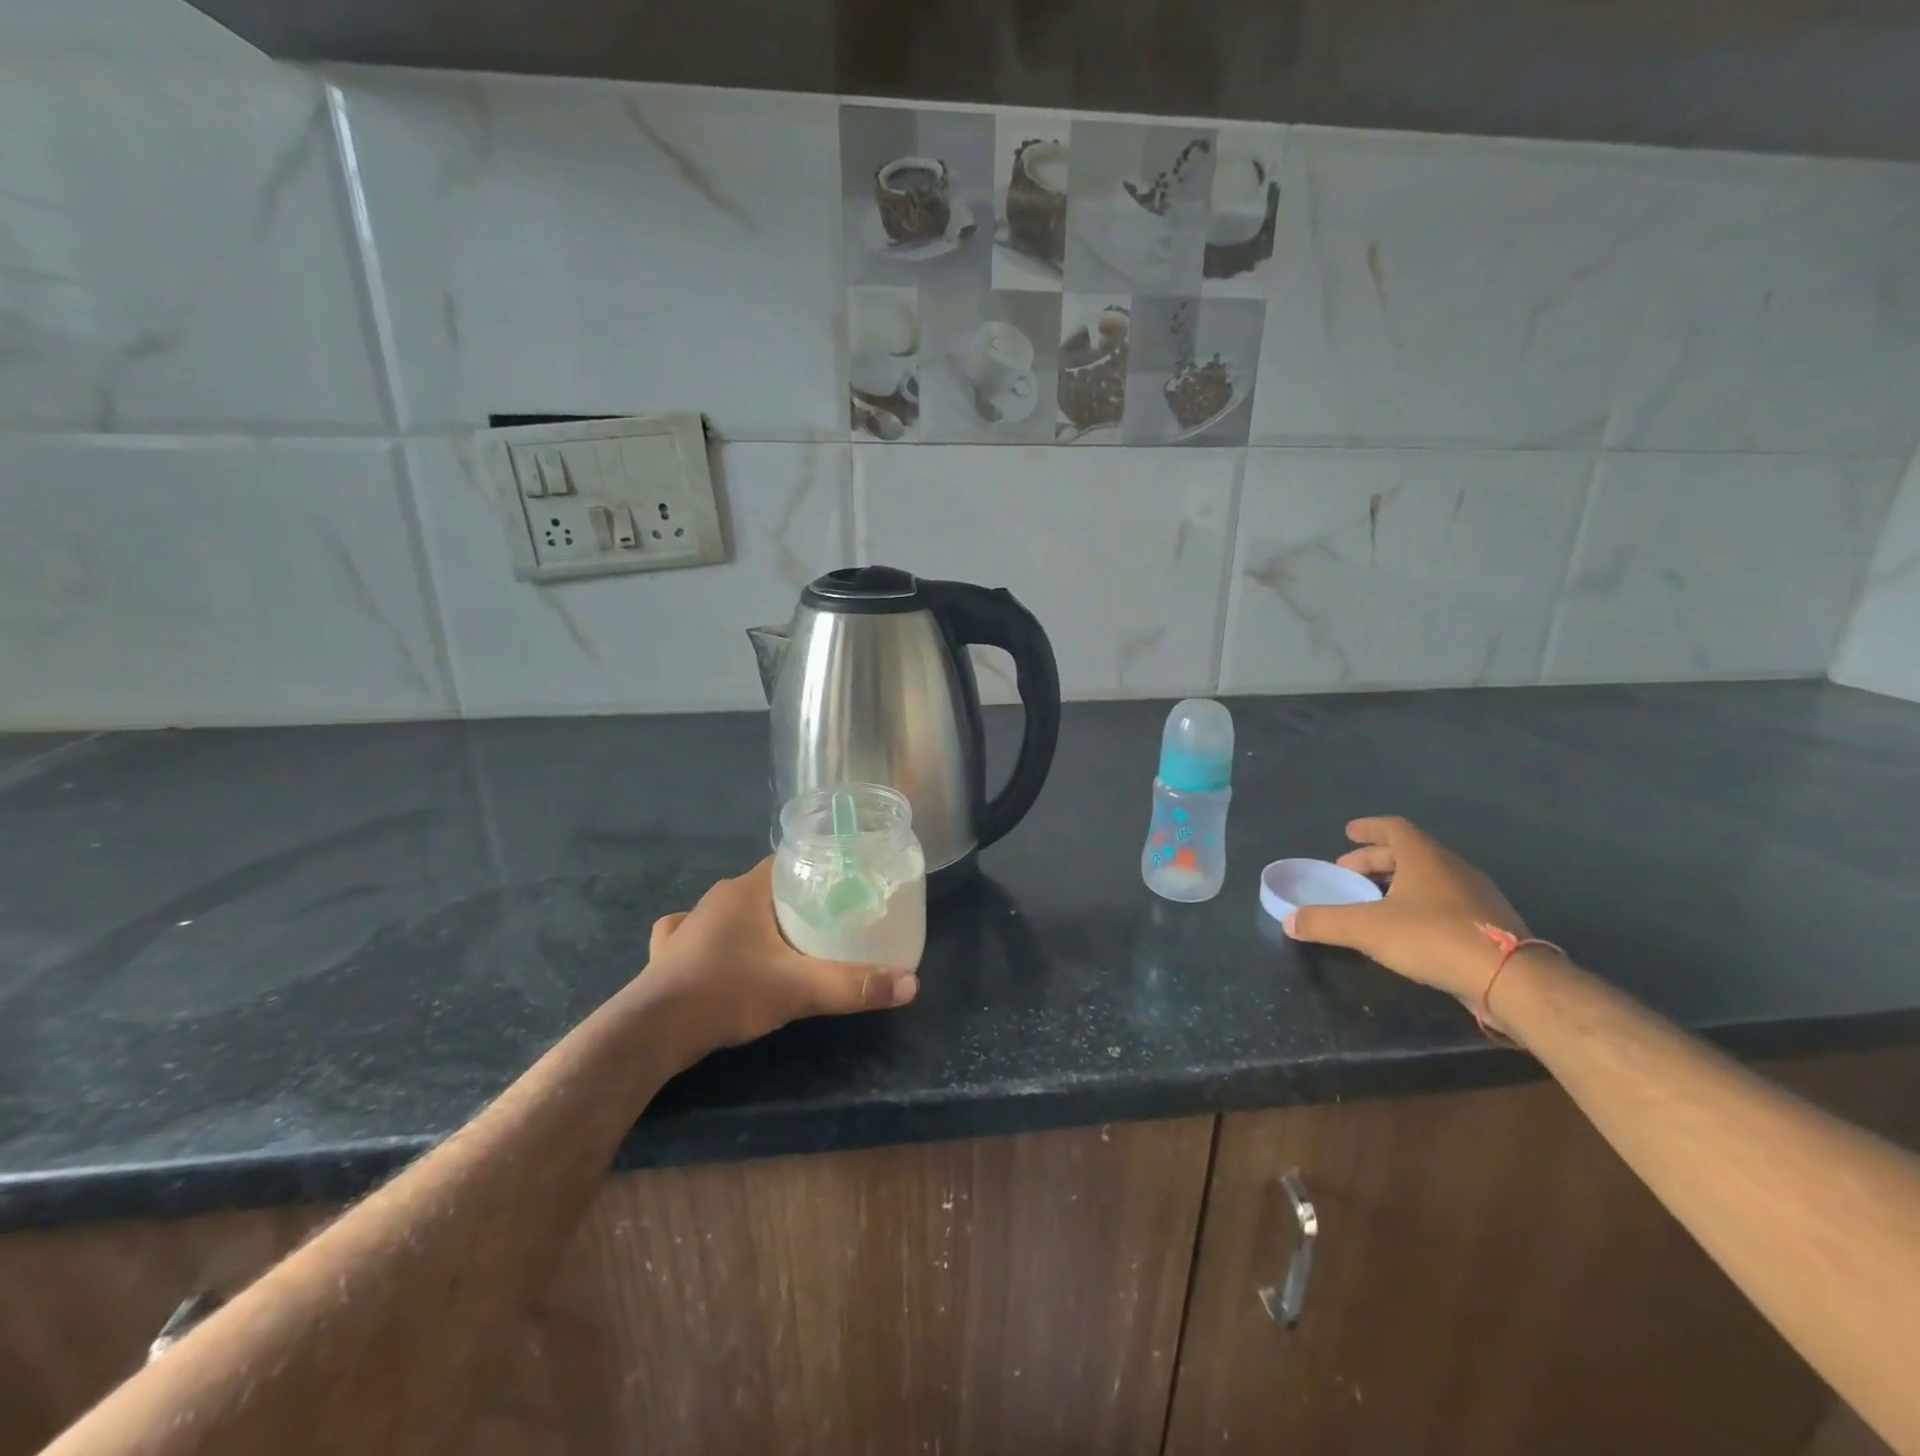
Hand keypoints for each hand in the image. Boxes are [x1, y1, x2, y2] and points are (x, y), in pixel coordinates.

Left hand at [637, 858, 917, 1060]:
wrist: (651, 1032)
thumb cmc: (727, 992)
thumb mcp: (800, 989)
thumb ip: (854, 985)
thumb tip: (912, 984)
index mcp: (747, 890)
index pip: (790, 861)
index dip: (817, 870)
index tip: (843, 889)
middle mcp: (717, 898)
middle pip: (766, 888)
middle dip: (794, 900)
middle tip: (827, 922)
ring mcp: (689, 925)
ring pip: (732, 912)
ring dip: (756, 921)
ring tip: (784, 942)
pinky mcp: (668, 954)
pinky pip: (696, 935)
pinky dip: (713, 942)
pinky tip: (720, 957)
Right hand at [1283, 816, 1531, 1015]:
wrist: (1511, 979)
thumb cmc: (1433, 938)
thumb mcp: (1367, 929)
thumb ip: (1325, 922)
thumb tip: (1289, 921)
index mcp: (1424, 857)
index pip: (1394, 828)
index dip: (1368, 828)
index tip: (1348, 832)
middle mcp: (1453, 868)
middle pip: (1410, 852)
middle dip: (1376, 860)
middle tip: (1349, 871)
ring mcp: (1477, 895)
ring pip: (1430, 877)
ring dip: (1400, 882)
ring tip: (1376, 899)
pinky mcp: (1490, 924)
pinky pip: (1447, 900)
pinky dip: (1421, 903)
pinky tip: (1411, 926)